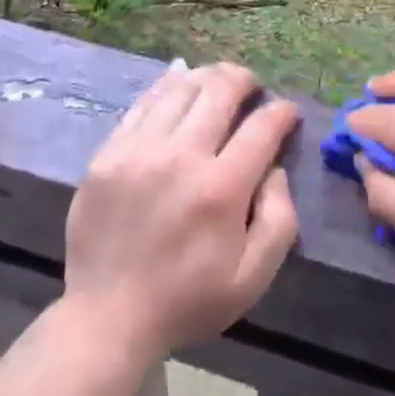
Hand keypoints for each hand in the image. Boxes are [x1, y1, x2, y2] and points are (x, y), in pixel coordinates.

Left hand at [63, 62, 299, 366]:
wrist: (106, 317)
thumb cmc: (187, 300)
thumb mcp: (252, 278)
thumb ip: (279, 220)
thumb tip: (276, 169)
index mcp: (220, 189)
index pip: (262, 127)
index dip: (282, 112)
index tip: (288, 112)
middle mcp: (180, 157)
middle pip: (220, 90)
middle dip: (245, 80)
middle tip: (252, 87)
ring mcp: (139, 150)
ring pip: (181, 87)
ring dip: (207, 78)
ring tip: (218, 83)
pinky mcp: (109, 152)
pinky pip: (144, 103)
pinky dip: (168, 88)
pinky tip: (179, 87)